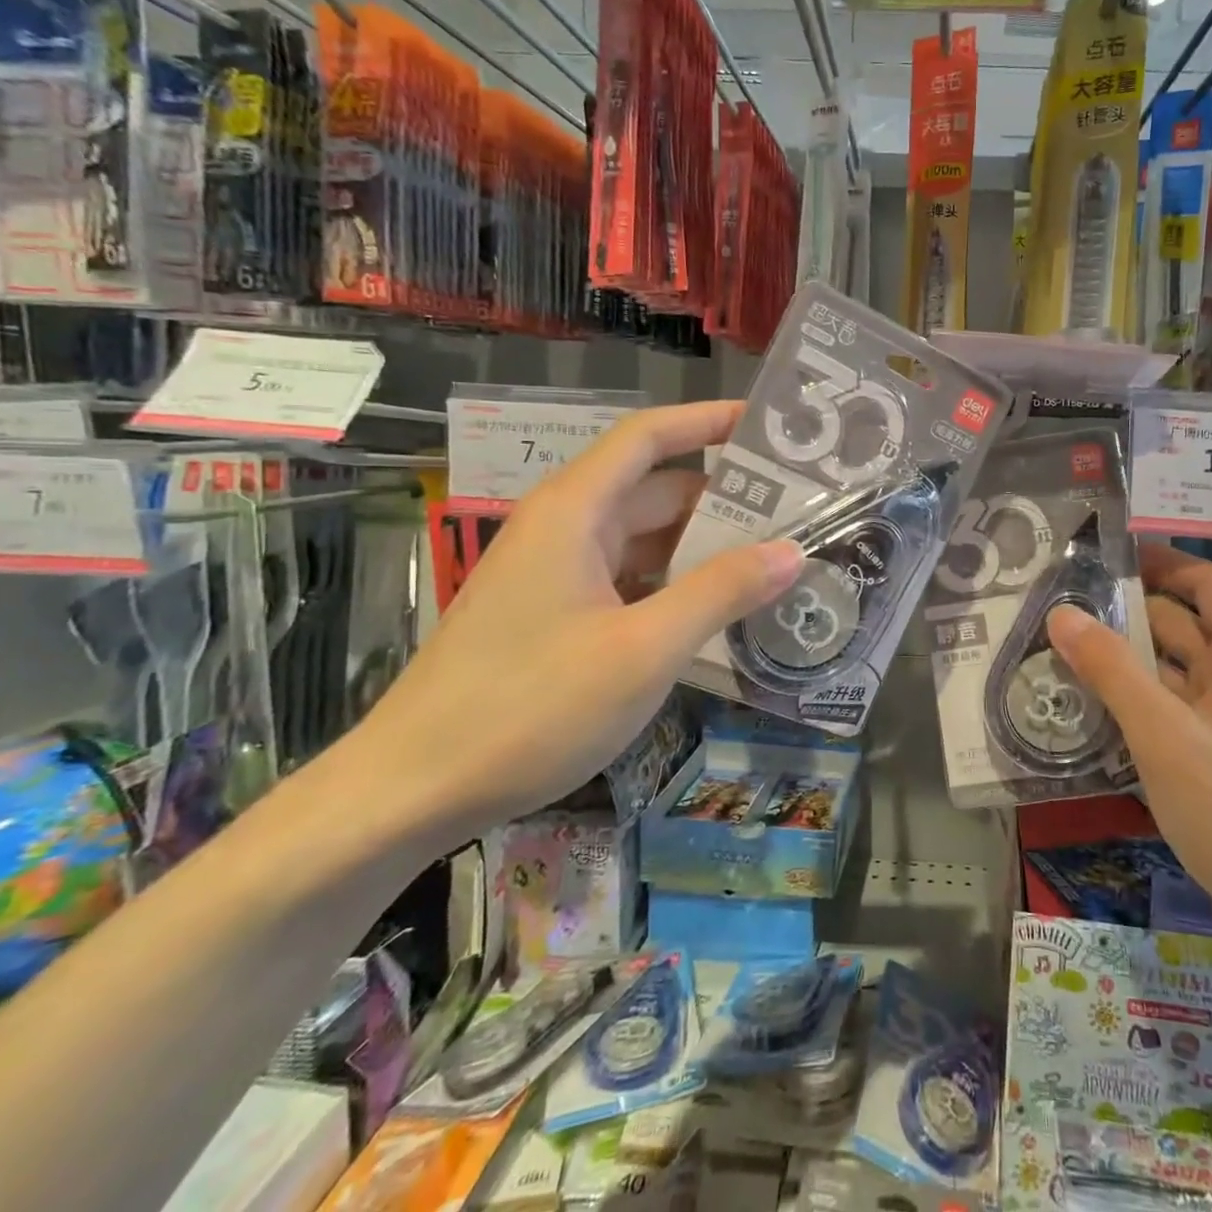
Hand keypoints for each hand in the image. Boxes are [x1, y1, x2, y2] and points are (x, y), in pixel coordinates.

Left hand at [326, 401, 803, 847]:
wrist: (412, 791)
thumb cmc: (529, 707)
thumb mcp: (644, 649)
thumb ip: (722, 592)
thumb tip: (793, 551)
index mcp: (575, 512)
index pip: (649, 437)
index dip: (708, 421)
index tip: (769, 427)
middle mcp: (564, 529)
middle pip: (656, 489)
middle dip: (726, 496)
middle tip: (799, 511)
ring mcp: (557, 574)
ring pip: (645, 540)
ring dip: (705, 546)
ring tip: (775, 559)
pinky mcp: (555, 615)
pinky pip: (629, 580)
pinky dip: (676, 584)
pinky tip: (720, 611)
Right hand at [1047, 543, 1211, 971]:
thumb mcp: (1164, 733)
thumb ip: (1111, 669)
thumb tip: (1062, 614)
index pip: (1203, 583)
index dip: (1158, 563)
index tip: (1101, 558)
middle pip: (1180, 625)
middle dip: (1124, 615)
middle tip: (1057, 611)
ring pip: (1171, 673)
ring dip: (1123, 663)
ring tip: (1057, 656)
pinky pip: (1172, 713)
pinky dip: (1135, 705)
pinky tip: (1088, 713)